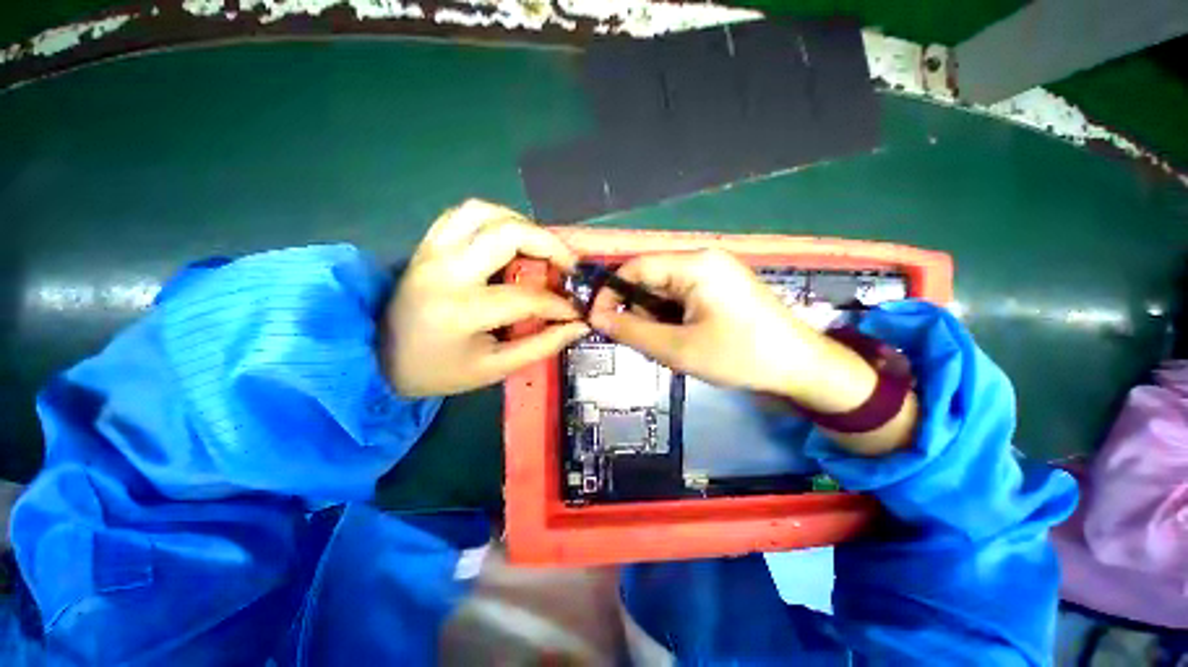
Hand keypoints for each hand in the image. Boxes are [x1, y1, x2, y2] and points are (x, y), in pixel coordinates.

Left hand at [383, 199, 588, 396]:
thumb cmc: (440, 370)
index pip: (526, 297)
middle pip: (508, 234)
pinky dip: (493, 218)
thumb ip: (542, 345)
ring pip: (485, 212)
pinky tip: (506, 238)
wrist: (380, 359)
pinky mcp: (426, 244)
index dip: (559, 304)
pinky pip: (463, 213)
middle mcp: (446, 271)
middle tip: (567, 264)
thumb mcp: (495, 368)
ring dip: (521, 223)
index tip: (576, 310)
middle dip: (549, 244)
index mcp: (462, 311)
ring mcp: (432, 251)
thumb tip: (578, 326)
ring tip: (539, 247)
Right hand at [587, 250, 815, 394]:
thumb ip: (632, 331)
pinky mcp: (720, 288)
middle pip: (650, 277)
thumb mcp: (678, 348)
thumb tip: (596, 318)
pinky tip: (678, 339)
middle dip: (635, 309)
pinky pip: (681, 297)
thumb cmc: (740, 356)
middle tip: (635, 341)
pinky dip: (670, 317)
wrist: (801, 367)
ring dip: (653, 317)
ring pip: (664, 290)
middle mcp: (703, 260)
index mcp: (695, 265)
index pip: (636, 266)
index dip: (611, 292)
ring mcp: (714, 273)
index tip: (597, 320)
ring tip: (663, 345)